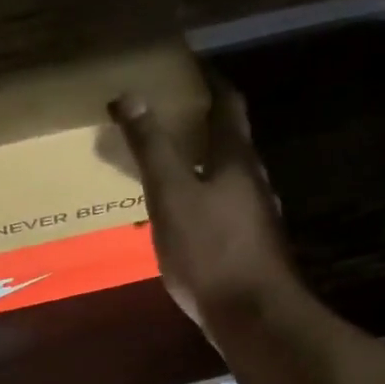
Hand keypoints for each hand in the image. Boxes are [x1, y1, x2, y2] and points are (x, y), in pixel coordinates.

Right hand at [110, 82, 298, 337]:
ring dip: (199, 161)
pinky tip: (176, 214)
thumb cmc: (210, 250)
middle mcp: (252, 180)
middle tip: (166, 112)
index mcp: (236, 159)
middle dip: (200, 122)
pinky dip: (198, 196)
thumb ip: (151, 146)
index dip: (210, 81)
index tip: (190, 66)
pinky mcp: (248, 244)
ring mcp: (254, 214)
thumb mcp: (171, 194)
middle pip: (229, 139)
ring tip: (164, 160)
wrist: (254, 317)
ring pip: (225, 175)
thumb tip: (130, 94)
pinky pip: (220, 206)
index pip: (227, 105)